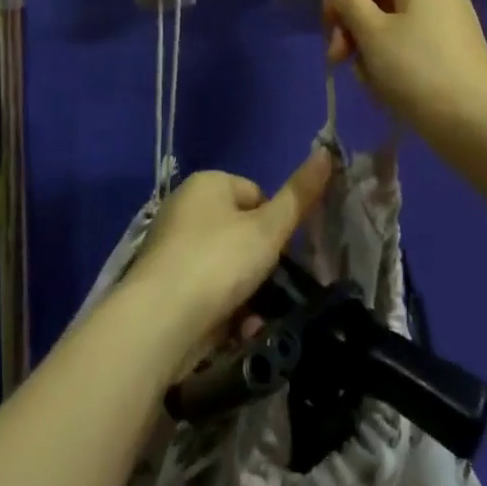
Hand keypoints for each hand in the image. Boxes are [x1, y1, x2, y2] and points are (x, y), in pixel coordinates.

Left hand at [128, 150, 333, 361]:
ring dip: (247, 295)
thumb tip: (326, 153)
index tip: (280, 254)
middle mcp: (186, 208)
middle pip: (241, 233)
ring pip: (227, 268)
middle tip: (271, 290)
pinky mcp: (166, 287)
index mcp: (207, 184)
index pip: (256, 195)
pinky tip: (235, 333)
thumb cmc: (218, 262)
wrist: (159, 322)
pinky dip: (224, 310)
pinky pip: (207, 292)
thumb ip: (298, 196)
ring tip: (255, 320)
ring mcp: (173, 248)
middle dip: (261, 266)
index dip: (274, 225)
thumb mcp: (267, 229)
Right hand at [322, 0, 486, 133]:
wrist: (475, 122)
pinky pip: (415, 47)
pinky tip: (388, 91)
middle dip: (355, 28)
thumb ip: (348, 5)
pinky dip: (396, 62)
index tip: (330, 29)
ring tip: (367, 82)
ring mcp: (451, 24)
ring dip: (372, 51)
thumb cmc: (415, 69)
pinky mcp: (457, 53)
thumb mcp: (372, 34)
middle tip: (339, 60)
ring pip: (395, 27)